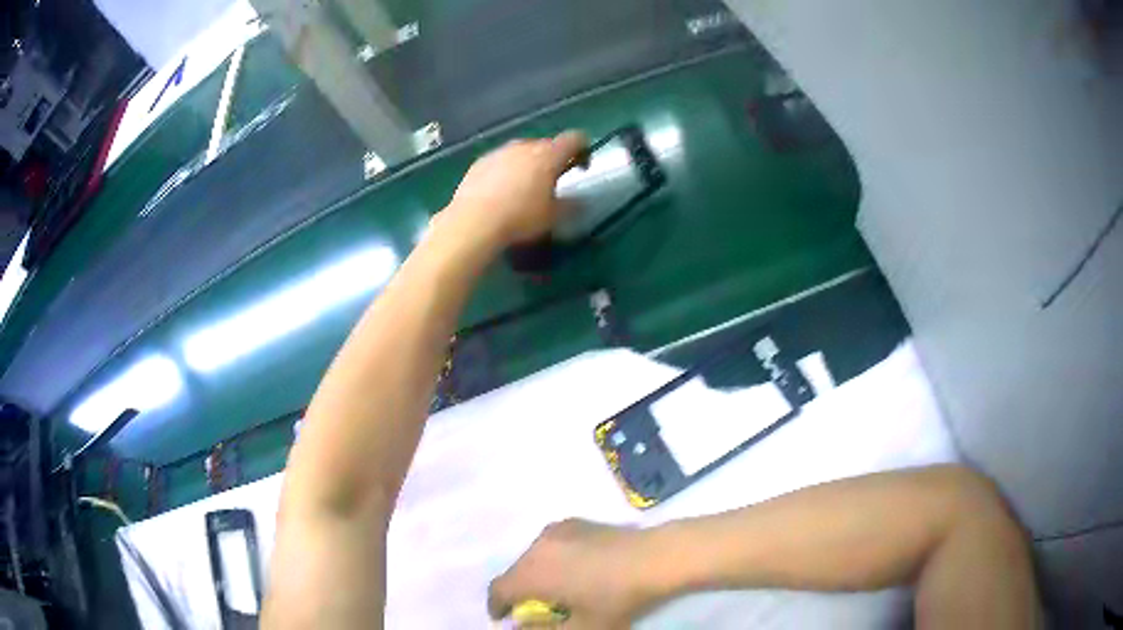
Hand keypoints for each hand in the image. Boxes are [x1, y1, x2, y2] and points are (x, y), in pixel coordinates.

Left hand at [443, 131, 587, 247]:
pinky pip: (501, 161)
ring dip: (529, 163)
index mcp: (548, 154)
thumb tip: (579, 201)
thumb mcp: (553, 216)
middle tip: (553, 181)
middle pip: (547, 144)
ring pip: (522, 151)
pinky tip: (501, 191)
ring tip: (525, 187)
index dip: (583, 149)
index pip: (574, 138)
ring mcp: (500, 151)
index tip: (582, 167)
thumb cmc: (521, 217)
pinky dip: (507, 170)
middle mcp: (525, 146)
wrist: (474, 221)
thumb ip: (571, 205)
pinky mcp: (480, 162)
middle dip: (553, 159)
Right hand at [488, 519, 664, 628]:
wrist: (655, 557)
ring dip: (535, 573)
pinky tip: (575, 568)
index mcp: (532, 573)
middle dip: (518, 590)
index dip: (496, 606)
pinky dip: (552, 558)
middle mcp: (537, 546)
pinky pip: (551, 543)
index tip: (504, 618)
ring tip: (555, 587)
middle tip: (534, 607)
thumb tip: (519, 628)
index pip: (499, 589)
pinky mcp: (576, 522)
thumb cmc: (615, 598)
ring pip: (532, 555)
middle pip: (514, 571)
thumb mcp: (581, 628)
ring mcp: (557, 530)